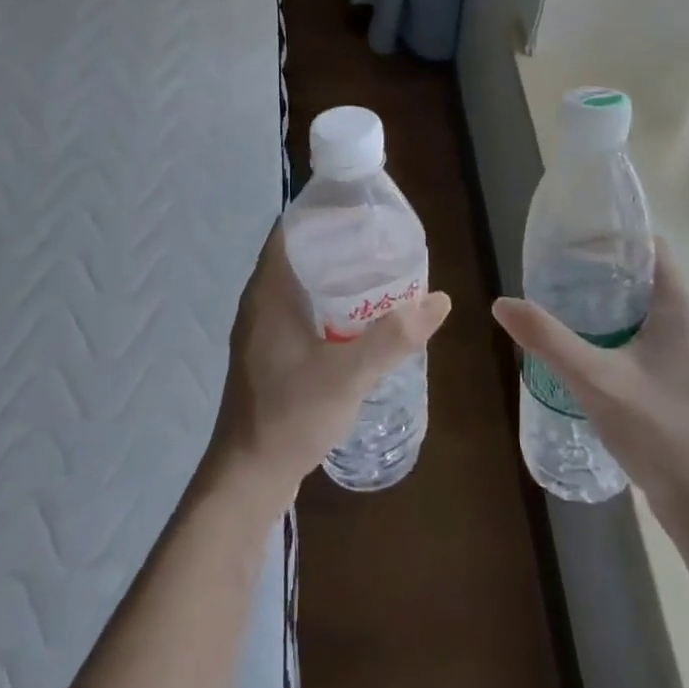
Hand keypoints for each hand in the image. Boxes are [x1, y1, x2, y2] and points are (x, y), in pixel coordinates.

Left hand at [205, 222, 450, 509]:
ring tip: (380, 275)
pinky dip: (330, 306)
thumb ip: (393, 337)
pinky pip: (303, 312)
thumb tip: (440, 300)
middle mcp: (261, 303)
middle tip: (384, 242)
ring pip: (303, 286)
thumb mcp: (348, 374)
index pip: (291, 231)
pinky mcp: (272, 354)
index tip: (364, 209)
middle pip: (301, 255)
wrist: (249, 477)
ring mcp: (265, 331)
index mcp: (269, 293)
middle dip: (340, 244)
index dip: (324, 212)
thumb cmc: (290, 415)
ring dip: (336, 277)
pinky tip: (361, 321)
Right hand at [492, 239, 688, 514]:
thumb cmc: (656, 429)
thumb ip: (548, 340)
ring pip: (642, 306)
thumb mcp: (594, 380)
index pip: (650, 247)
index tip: (571, 242)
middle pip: (642, 274)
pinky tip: (584, 345)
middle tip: (555, 272)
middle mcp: (688, 321)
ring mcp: (686, 351)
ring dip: (605, 300)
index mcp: (678, 308)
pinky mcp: (678, 375)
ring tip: (561, 303)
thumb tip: (502, 303)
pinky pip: (644, 333)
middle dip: (599, 268)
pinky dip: (614, 327)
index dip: (613, 237)